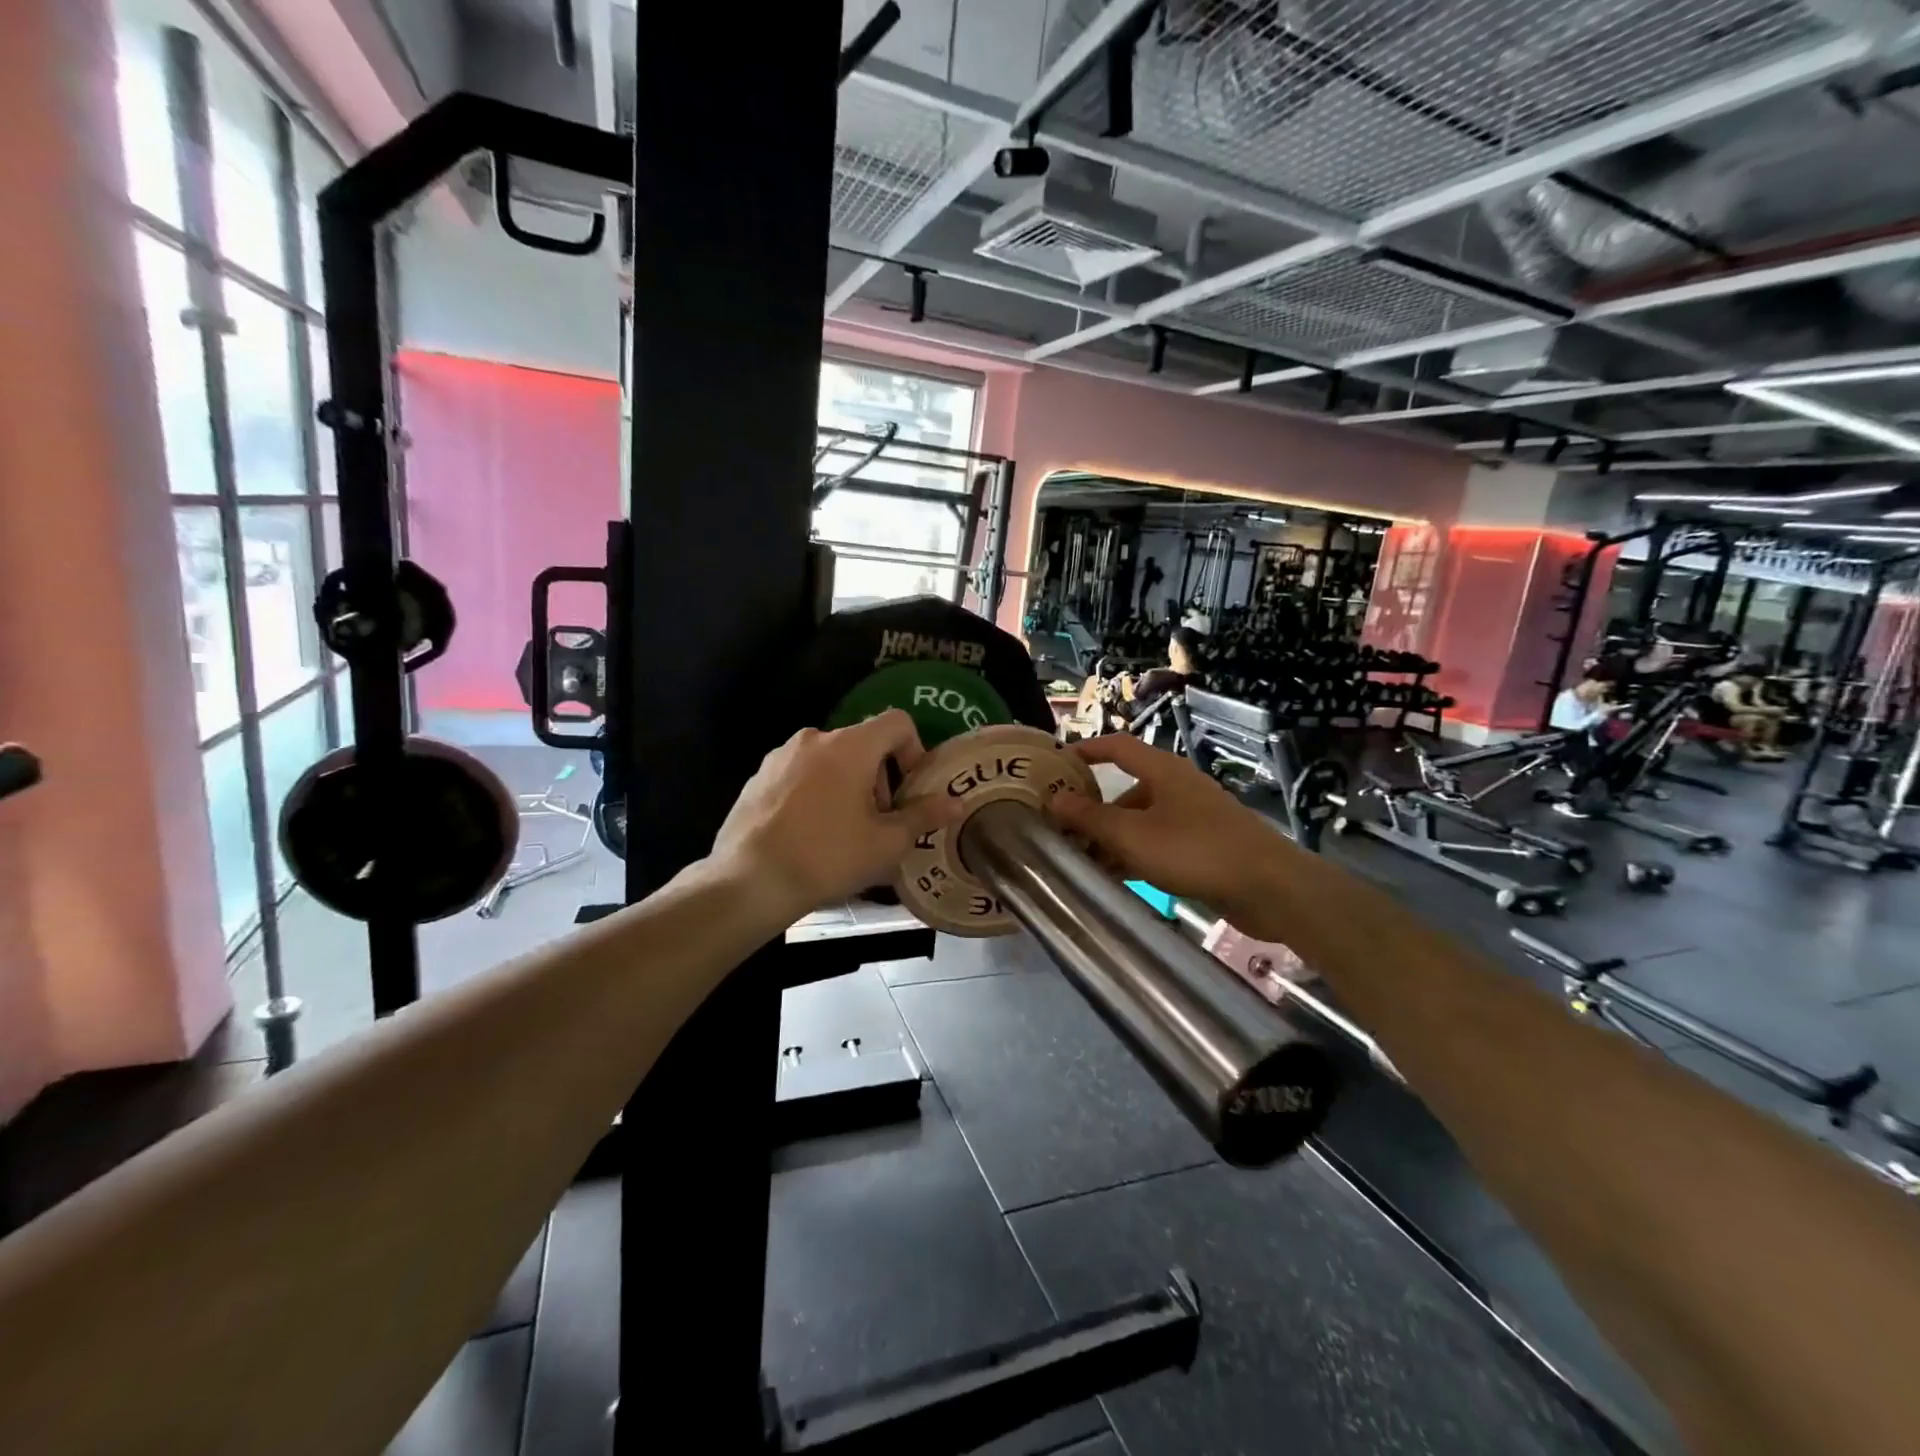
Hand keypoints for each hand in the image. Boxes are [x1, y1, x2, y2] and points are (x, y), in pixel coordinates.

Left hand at [711, 710, 964, 920]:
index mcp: (850, 746)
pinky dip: (816, 793)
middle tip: (880, 821)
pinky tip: (810, 834)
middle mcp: (815, 739)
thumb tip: (955, 803)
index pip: (897, 722)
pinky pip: (800, 775)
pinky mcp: (757, 777)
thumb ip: (923, 816)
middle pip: (863, 743)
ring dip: (848, 785)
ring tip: (845, 831)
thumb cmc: (827, 857)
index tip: (910, 790)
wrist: (749, 881)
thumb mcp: (886, 843)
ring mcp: (780, 756)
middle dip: (880, 777)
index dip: (914, 750)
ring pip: (830, 760)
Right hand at [1044, 734, 1288, 909]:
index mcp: (1163, 771)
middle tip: (1062, 830)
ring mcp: (1193, 817)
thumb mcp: (1133, 835)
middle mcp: (1177, 787)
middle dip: (1094, 809)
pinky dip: (1135, 854)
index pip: (1117, 746)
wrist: (1268, 887)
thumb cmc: (1194, 850)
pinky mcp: (1204, 846)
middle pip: (1126, 789)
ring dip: (1112, 837)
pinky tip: (1117, 878)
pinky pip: (1159, 843)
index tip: (1056, 763)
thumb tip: (1053, 799)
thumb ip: (1090, 818)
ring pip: (1142, 820)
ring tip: (1083, 862)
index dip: (1086, 749)